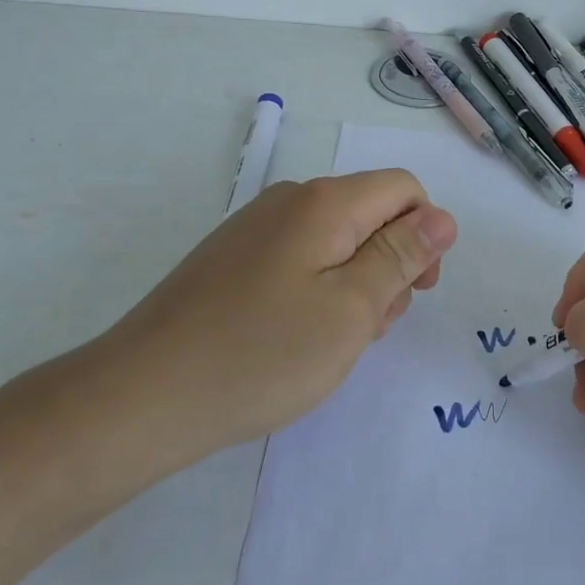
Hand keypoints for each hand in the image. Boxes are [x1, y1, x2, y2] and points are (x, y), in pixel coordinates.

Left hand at [78, 170, 456, 471]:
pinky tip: (296, 338)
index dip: (425, 235)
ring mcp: (254, 228)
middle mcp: (288, 200)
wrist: (142, 396)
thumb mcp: (351, 309)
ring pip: (335, 241)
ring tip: (332, 342)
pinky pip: (298, 259)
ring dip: (354, 284)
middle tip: (369, 329)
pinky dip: (317, 291)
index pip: (403, 189)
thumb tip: (441, 217)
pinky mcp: (231, 258)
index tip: (416, 292)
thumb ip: (400, 256)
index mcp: (324, 202)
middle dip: (388, 265)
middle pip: (369, 214)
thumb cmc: (262, 354)